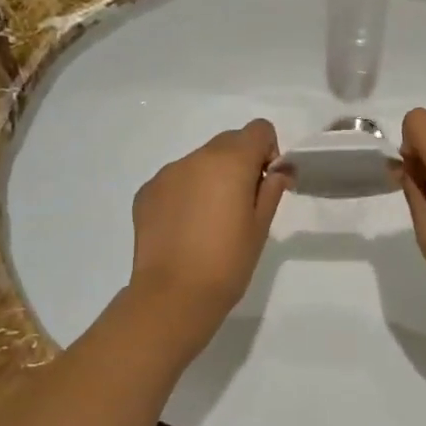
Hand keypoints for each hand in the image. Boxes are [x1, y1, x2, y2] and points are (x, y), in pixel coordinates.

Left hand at [129, 120, 289, 329]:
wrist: (174, 295)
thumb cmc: (228, 262)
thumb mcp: (261, 226)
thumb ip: (271, 189)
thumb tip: (278, 171)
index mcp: (230, 161)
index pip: (258, 129)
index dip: (268, 152)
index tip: (265, 185)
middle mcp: (196, 158)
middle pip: (228, 142)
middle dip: (240, 164)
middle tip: (241, 206)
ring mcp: (167, 174)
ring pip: (199, 162)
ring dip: (211, 179)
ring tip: (210, 223)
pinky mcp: (146, 192)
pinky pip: (176, 181)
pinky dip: (186, 194)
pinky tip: (185, 229)